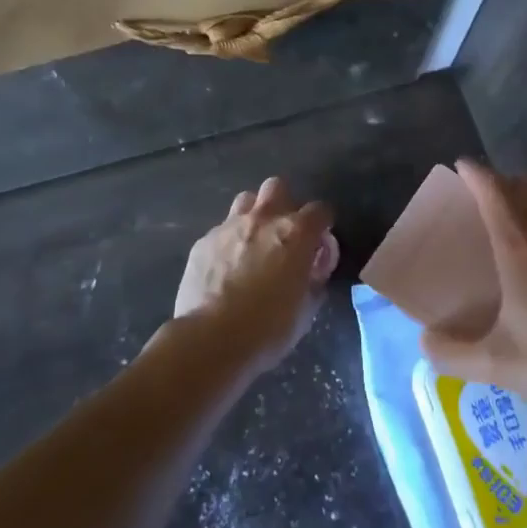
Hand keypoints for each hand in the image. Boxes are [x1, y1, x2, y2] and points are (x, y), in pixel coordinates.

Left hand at [170, 176, 336, 374]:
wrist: (211, 340)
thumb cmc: (269, 328)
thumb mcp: (307, 308)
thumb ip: (315, 278)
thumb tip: (313, 266)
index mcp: (296, 233)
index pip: (320, 210)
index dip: (323, 225)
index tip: (320, 244)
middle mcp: (263, 219)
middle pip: (277, 187)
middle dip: (284, 204)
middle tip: (284, 234)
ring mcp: (229, 227)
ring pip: (246, 200)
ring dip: (254, 215)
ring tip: (254, 243)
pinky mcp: (203, 242)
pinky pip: (221, 229)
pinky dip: (229, 241)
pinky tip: (226, 267)